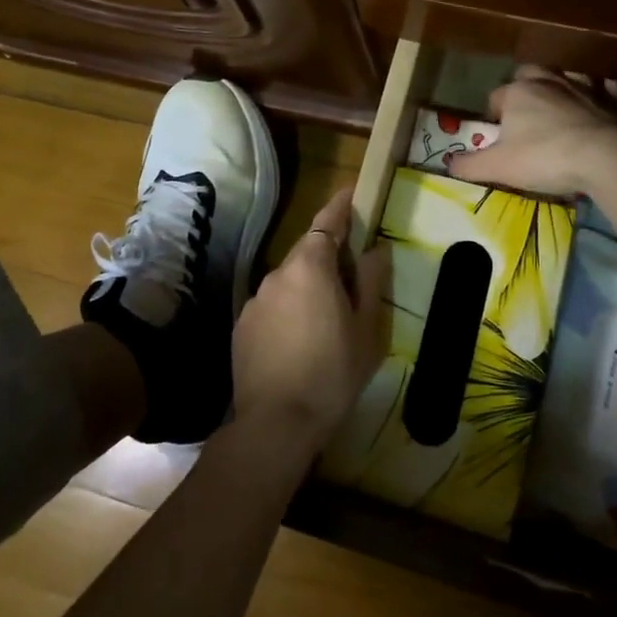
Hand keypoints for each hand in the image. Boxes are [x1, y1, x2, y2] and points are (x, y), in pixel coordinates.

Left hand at [232, 187, 387, 451]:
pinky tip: (298, 341)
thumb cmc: (333, 372)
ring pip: (288, 281)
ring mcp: (255, 300)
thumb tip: (375, 250)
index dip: (340, 206)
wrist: (276, 423)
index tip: (351, 193)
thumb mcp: (366, 329)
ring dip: (307, 287)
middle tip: (351, 277)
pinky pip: (272, 305)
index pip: (326, 222)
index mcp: (310, 266)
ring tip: (325, 319)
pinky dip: (288, 310)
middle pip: (307, 252)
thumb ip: (370, 282)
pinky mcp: (241, 325)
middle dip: (328, 256)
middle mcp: (277, 274)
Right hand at [445, 66, 616, 197]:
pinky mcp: (615, 99)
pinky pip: (607, 87)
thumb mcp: (498, 167)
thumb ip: (469, 165)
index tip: (496, 136)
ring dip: (560, 87)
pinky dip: (602, 93)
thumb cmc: (545, 158)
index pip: (495, 97)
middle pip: (530, 74)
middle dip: (524, 87)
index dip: (493, 116)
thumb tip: (447, 163)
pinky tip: (601, 104)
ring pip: (567, 76)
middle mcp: (549, 81)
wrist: (607, 157)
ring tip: (558, 108)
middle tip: (525, 114)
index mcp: (517, 93)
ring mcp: (585, 86)